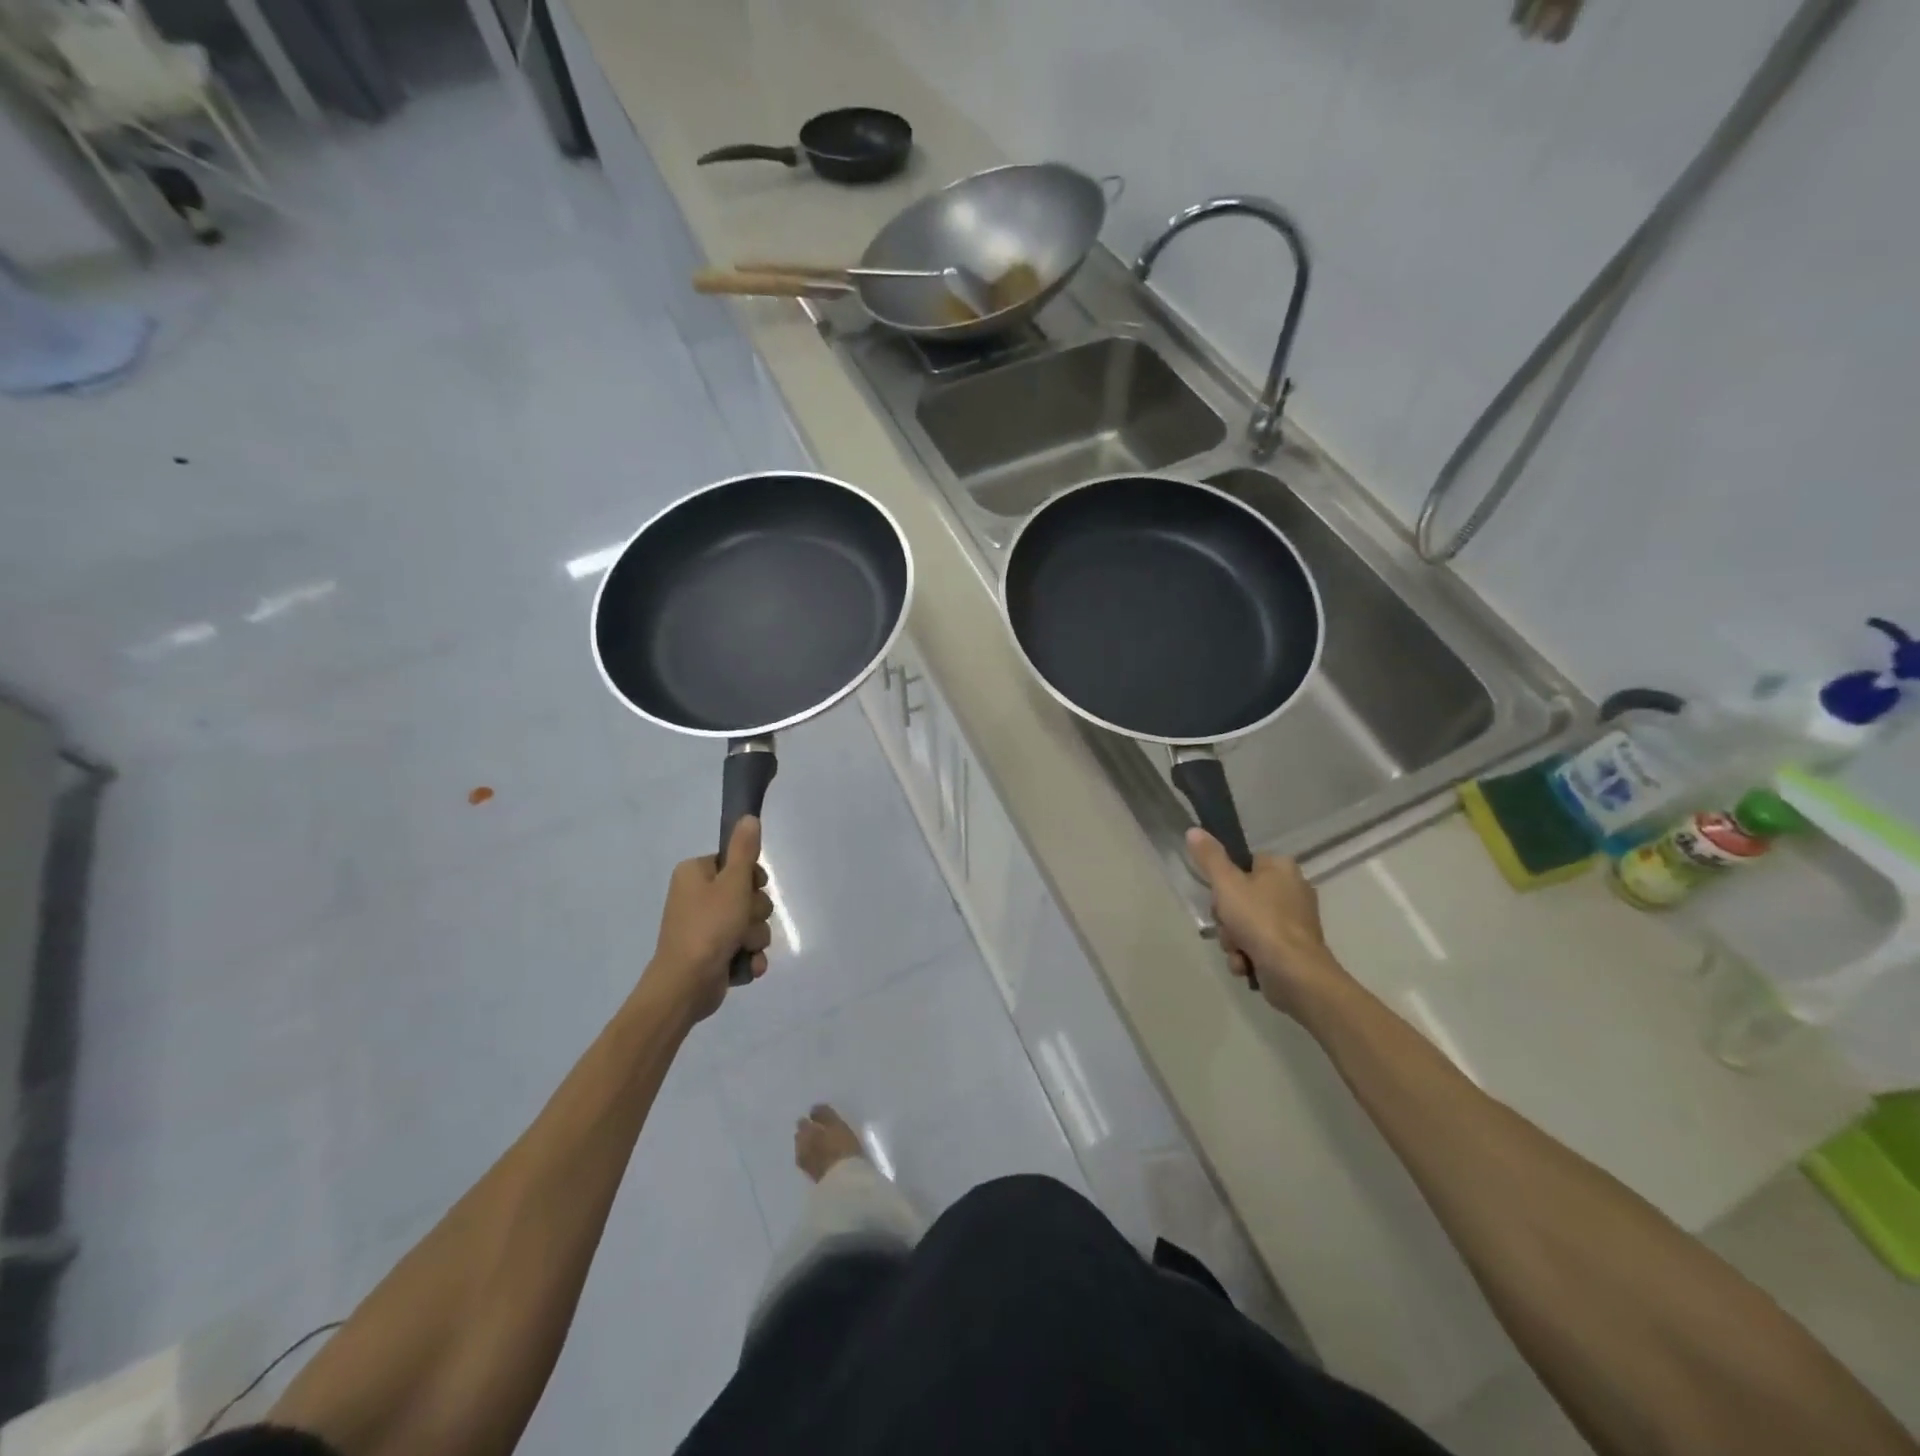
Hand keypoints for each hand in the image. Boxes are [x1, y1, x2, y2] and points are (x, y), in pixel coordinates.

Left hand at [646, 817, 773, 1022]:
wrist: (686, 985)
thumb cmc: (709, 927)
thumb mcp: (733, 883)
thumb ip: (745, 850)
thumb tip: (749, 817)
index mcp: (696, 874)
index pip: (736, 863)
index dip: (751, 877)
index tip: (753, 888)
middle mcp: (698, 897)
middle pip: (748, 894)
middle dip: (755, 912)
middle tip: (743, 922)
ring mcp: (706, 927)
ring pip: (750, 922)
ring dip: (754, 937)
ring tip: (742, 948)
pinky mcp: (714, 953)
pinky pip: (745, 946)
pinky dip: (748, 956)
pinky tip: (747, 965)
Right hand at [1186, 829, 1345, 1018]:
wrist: (1295, 974)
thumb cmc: (1260, 921)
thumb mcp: (1226, 884)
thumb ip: (1209, 857)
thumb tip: (1194, 830)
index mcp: (1281, 868)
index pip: (1244, 863)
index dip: (1225, 881)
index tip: (1219, 896)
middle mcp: (1292, 890)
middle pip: (1241, 896)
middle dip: (1227, 918)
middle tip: (1227, 925)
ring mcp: (1295, 921)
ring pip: (1246, 923)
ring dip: (1233, 939)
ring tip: (1238, 950)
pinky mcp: (1293, 948)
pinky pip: (1259, 945)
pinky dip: (1248, 955)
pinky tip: (1246, 964)